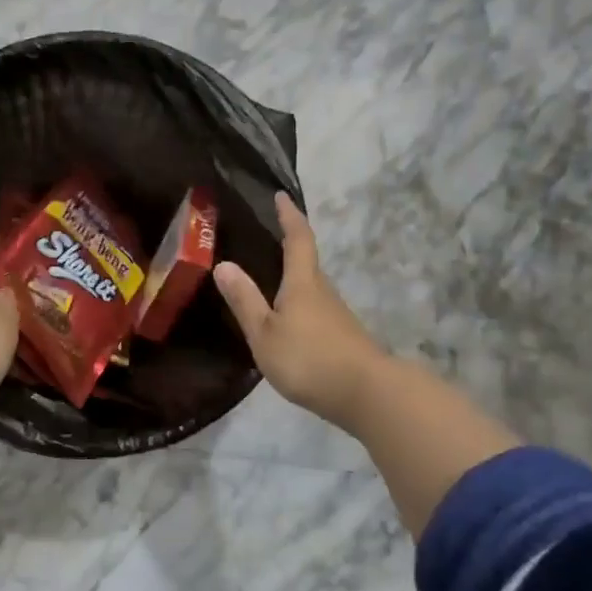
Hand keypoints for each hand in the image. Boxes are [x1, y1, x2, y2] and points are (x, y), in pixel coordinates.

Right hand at [215, 194, 385, 432]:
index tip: (281, 196)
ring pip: (312, 288)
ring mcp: (336, 316)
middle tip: (266, 240)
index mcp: (303, 283)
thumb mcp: (265, 332)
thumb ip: (245, 300)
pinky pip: (315, 311)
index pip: (298, 239)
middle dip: (290, 247)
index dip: (289, 216)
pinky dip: (299, 306)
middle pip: (307, 263)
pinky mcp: (342, 338)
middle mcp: (323, 292)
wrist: (367, 395)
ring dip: (294, 280)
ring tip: (269, 282)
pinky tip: (287, 322)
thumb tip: (224, 263)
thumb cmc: (309, 359)